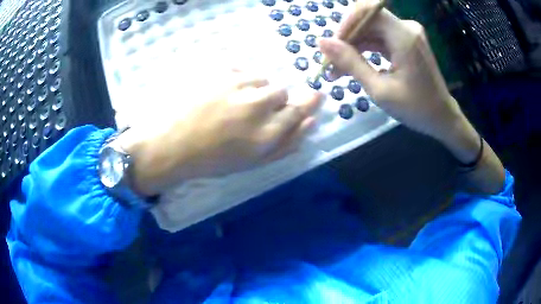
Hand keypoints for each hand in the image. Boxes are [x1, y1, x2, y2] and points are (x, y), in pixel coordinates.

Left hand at [117, 72, 322, 196]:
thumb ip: (287, 143)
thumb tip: (312, 120)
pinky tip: (219, 91)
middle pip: (281, 91)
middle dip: (272, 101)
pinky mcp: (218, 71)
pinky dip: (236, 78)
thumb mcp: (253, 162)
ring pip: (261, 78)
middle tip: (250, 111)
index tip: (313, 95)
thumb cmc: (211, 160)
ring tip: (231, 102)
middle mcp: (257, 105)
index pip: (299, 109)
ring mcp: (236, 84)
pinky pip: (241, 68)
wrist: (169, 144)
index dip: (307, 102)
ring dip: (253, 88)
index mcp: (266, 133)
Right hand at [319, 1, 463, 142]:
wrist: (442, 117)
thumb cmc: (415, 108)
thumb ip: (351, 63)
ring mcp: (407, 33)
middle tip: (331, 64)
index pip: (366, 11)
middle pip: (367, 20)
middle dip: (346, 39)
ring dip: (353, 46)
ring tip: (337, 70)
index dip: (345, 24)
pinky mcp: (406, 41)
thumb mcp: (380, 90)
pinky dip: (365, 50)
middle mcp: (406, 28)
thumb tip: (321, 42)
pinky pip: (379, 38)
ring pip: (370, 29)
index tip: (332, 47)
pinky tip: (354, 66)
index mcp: (404, 36)